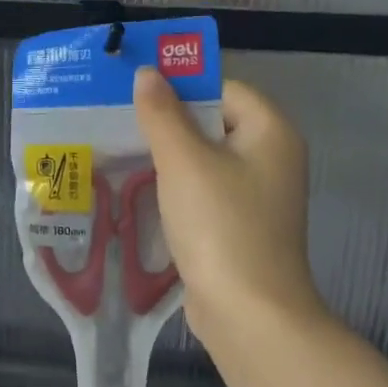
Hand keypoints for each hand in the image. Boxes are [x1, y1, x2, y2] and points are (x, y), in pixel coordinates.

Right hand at [133, 67, 329, 345]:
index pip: (222, 88)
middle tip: (117, 117)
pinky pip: (203, 190)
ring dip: (166, 154)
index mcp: (270, 131)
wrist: (248, 312)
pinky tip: (139, 188)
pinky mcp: (238, 224)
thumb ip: (162, 114)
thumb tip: (148, 74)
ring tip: (119, 148)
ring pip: (205, 158)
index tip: (134, 91)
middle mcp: (270, 157)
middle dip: (166, 120)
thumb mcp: (184, 162)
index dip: (180, 84)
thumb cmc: (220, 226)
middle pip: (213, 121)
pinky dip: (175, 186)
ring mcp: (256, 194)